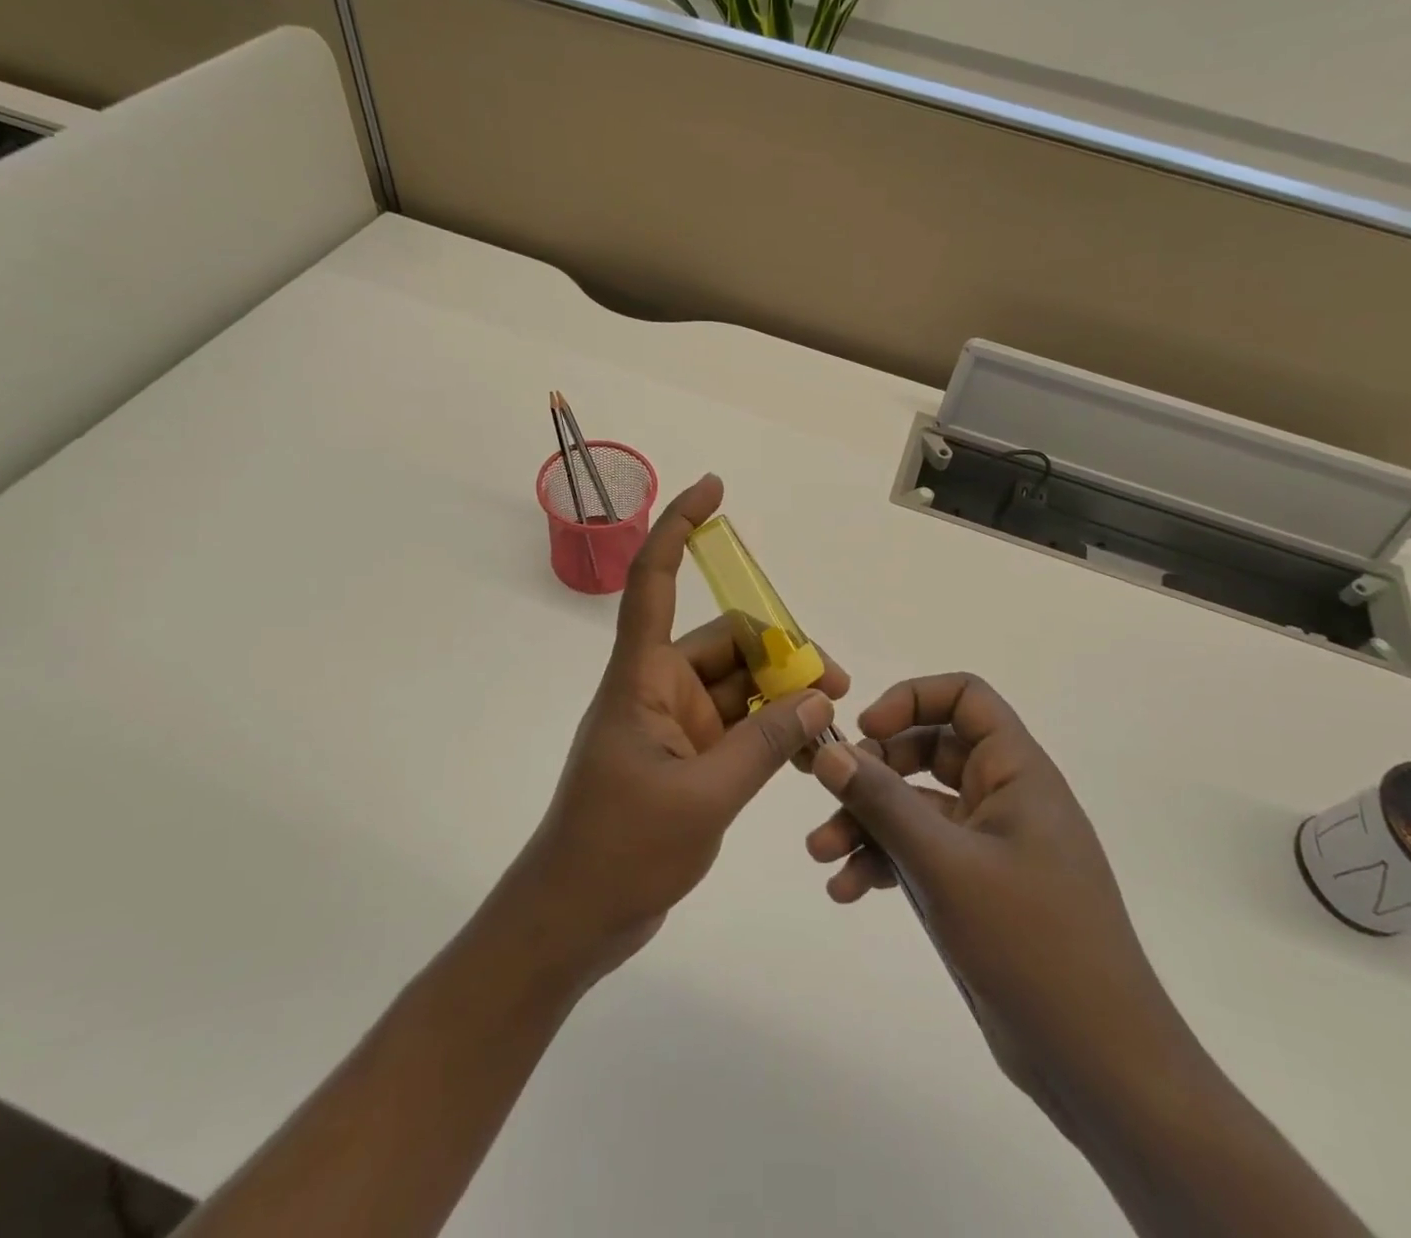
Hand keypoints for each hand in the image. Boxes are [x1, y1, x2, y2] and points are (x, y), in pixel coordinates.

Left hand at [501, 474, 848, 985]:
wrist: (574, 921)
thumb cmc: (620, 851)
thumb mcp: (704, 798)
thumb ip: (766, 745)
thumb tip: (819, 697)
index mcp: (641, 678)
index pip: (654, 580)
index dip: (678, 527)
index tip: (713, 488)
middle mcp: (657, 688)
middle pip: (727, 641)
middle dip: (782, 653)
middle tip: (836, 687)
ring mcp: (674, 725)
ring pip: (739, 684)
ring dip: (782, 695)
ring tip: (831, 723)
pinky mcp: (688, 758)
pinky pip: (739, 724)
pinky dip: (772, 729)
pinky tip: (807, 750)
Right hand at [803, 674, 1182, 1120]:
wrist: (1097, 1063)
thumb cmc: (1031, 943)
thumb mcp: (945, 865)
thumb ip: (883, 803)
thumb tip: (829, 752)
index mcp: (1016, 771)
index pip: (966, 698)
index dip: (912, 699)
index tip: (866, 730)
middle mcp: (1003, 796)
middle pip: (928, 750)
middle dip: (873, 770)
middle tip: (830, 792)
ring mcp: (988, 845)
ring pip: (915, 807)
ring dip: (866, 822)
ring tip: (821, 855)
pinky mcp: (975, 888)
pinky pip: (919, 852)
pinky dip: (883, 862)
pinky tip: (848, 890)